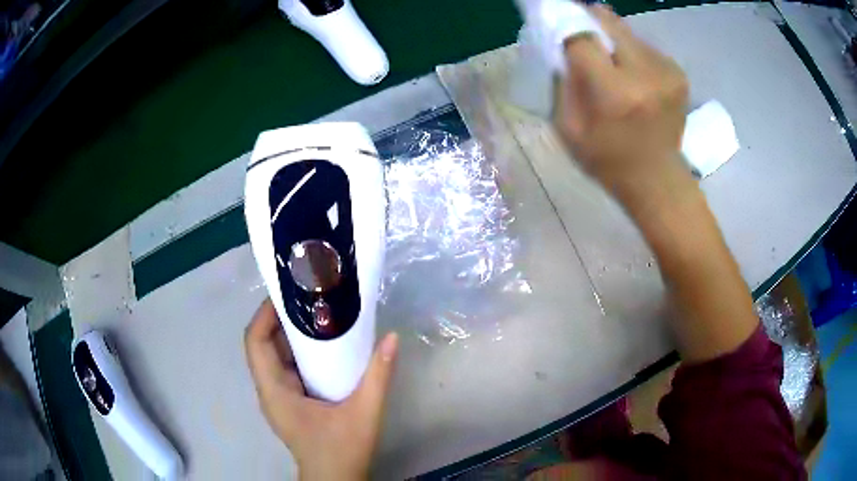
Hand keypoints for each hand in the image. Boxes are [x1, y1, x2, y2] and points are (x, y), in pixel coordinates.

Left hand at [245, 299, 398, 479]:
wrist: (335, 480)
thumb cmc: (342, 450)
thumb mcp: (365, 413)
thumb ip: (379, 376)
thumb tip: (392, 337)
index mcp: (275, 391)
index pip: (255, 342)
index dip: (265, 314)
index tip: (288, 294)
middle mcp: (269, 391)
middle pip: (262, 345)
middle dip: (279, 319)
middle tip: (308, 298)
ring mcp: (277, 398)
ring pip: (273, 356)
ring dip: (288, 334)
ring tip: (316, 313)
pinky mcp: (288, 403)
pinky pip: (285, 368)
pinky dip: (297, 352)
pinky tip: (321, 346)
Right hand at [554, 5, 690, 204]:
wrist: (658, 181)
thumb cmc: (608, 161)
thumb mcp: (569, 128)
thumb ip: (563, 82)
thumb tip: (562, 46)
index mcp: (615, 93)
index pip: (582, 37)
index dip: (564, 27)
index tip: (555, 26)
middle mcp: (646, 74)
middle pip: (608, 21)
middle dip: (589, 23)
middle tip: (581, 37)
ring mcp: (667, 71)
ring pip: (626, 31)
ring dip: (612, 39)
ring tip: (610, 64)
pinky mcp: (678, 73)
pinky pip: (644, 46)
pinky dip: (631, 53)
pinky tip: (632, 75)